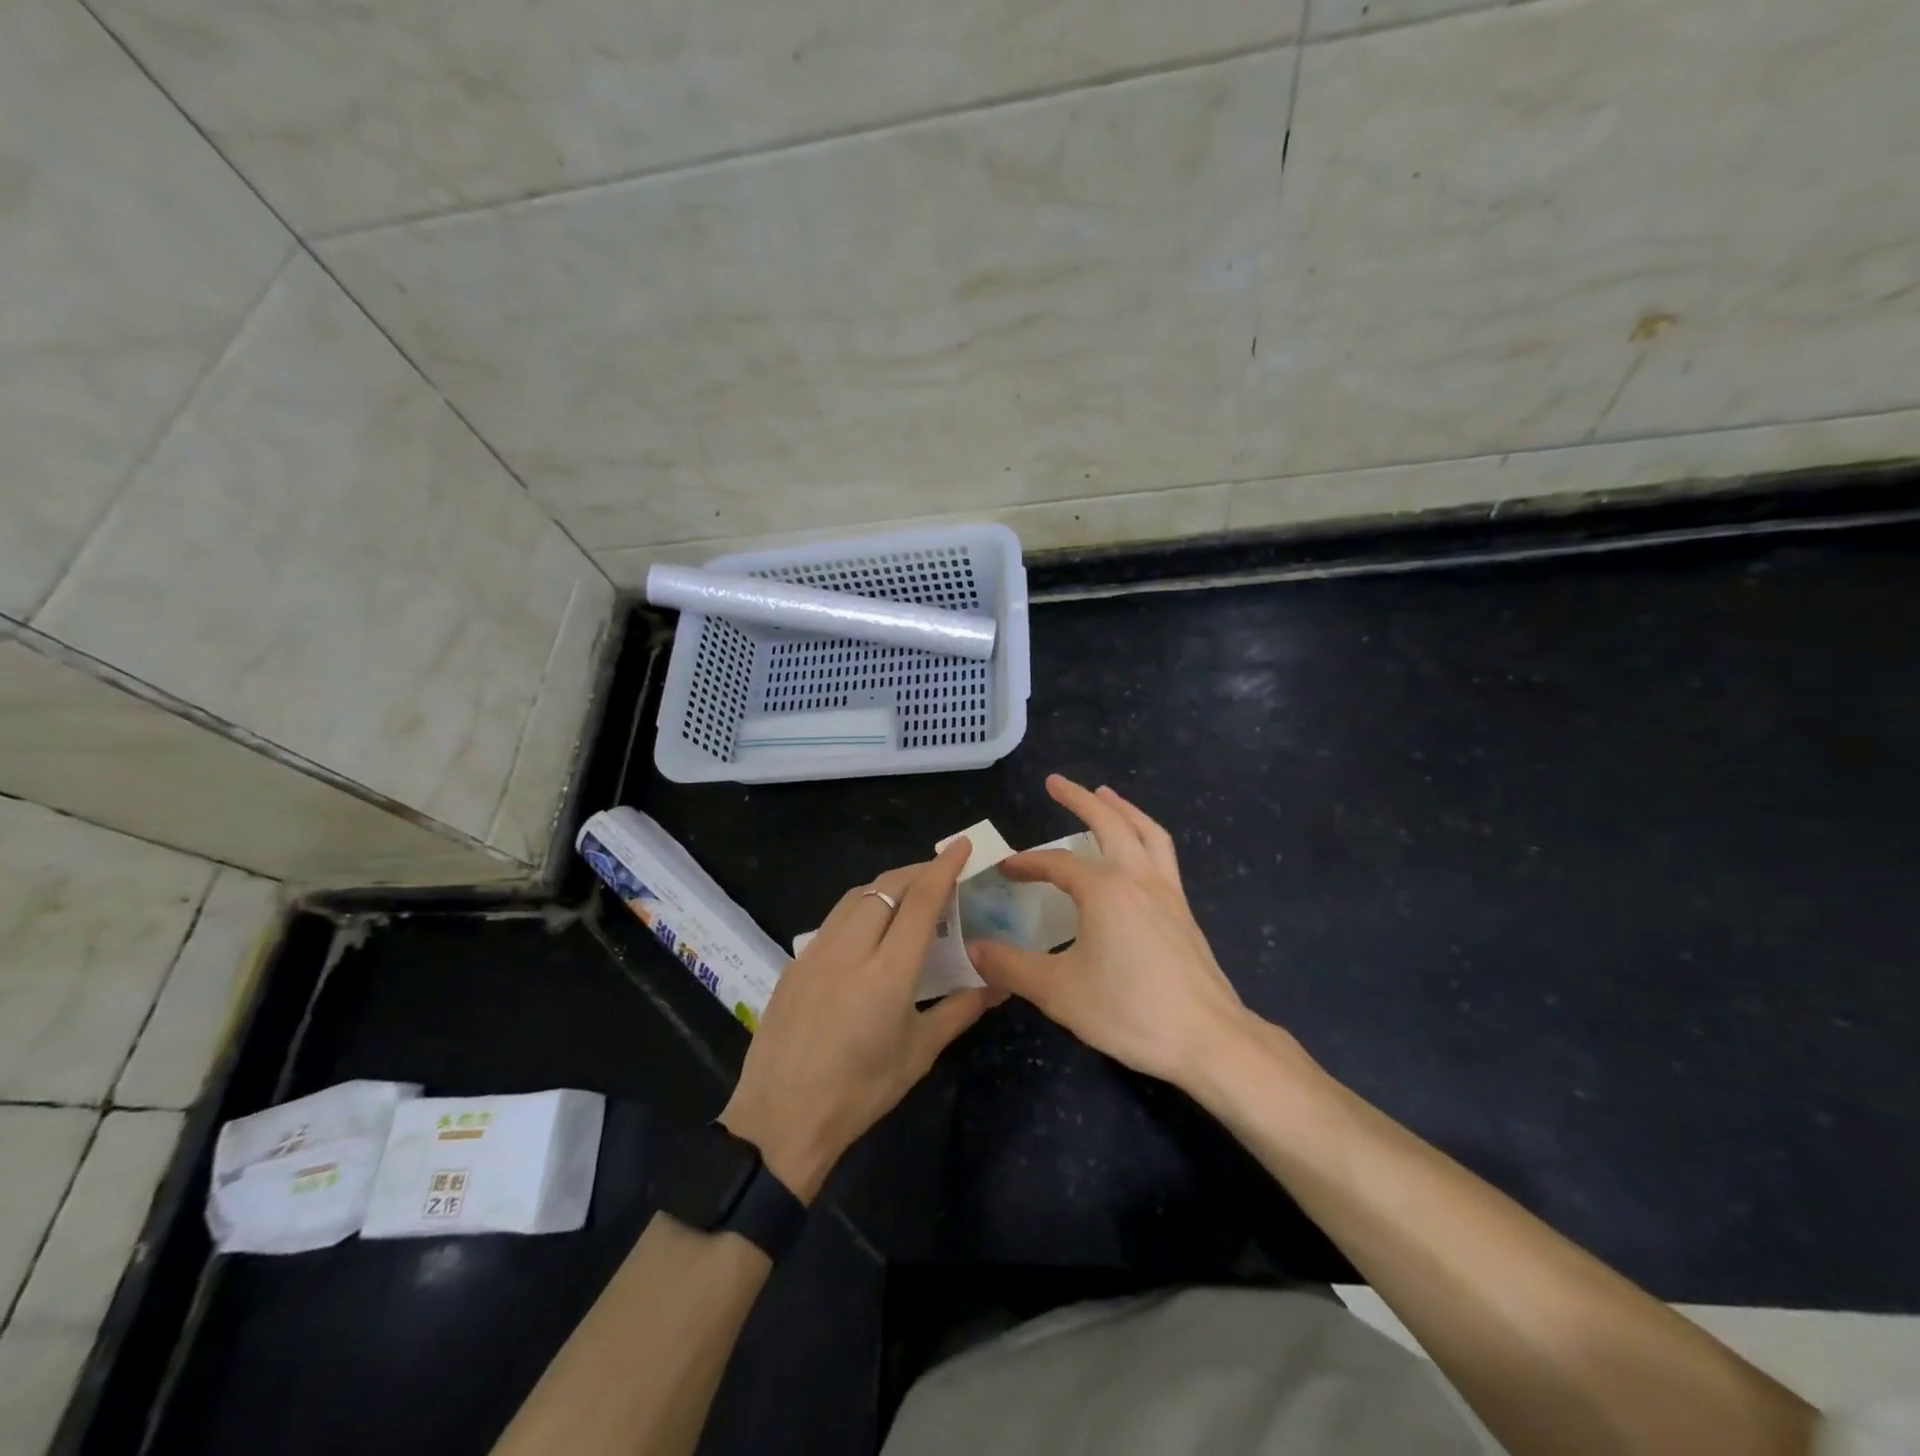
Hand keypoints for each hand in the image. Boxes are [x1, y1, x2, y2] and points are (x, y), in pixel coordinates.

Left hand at [719, 839, 1003, 1201]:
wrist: (780, 1120)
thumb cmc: (860, 1092)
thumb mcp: (918, 1053)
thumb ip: (960, 1009)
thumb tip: (998, 983)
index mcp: (888, 973)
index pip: (921, 902)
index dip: (943, 868)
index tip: (961, 844)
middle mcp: (850, 950)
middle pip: (886, 887)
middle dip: (917, 871)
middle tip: (941, 875)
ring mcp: (816, 952)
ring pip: (856, 896)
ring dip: (887, 886)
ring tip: (909, 896)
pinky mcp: (796, 961)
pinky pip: (835, 918)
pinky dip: (861, 907)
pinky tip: (870, 929)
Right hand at [967, 775, 1274, 1087]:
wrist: (1207, 1038)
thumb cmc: (1129, 1010)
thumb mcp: (1058, 991)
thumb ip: (1012, 966)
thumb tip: (974, 949)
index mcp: (1105, 890)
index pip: (1056, 863)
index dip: (1027, 863)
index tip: (1004, 869)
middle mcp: (1137, 878)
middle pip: (1109, 822)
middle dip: (1079, 799)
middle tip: (1056, 781)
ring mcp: (1167, 892)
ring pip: (1146, 831)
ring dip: (1122, 809)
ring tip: (1104, 794)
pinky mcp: (1184, 911)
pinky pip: (1162, 854)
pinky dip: (1144, 835)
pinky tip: (1136, 852)